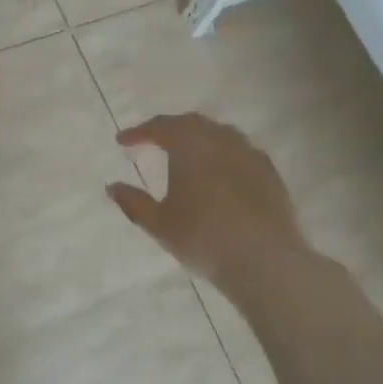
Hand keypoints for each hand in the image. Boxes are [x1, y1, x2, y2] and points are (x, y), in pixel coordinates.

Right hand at [107, 113, 305, 285]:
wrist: (265, 260)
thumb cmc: (203, 238)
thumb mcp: (160, 224)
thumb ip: (133, 202)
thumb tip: (112, 186)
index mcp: (190, 145)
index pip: (160, 127)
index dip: (139, 132)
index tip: (122, 141)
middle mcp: (220, 140)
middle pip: (191, 123)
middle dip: (169, 129)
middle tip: (152, 140)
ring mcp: (249, 153)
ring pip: (219, 134)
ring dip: (198, 138)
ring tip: (186, 153)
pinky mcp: (270, 172)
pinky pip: (240, 150)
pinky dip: (222, 153)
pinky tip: (219, 171)